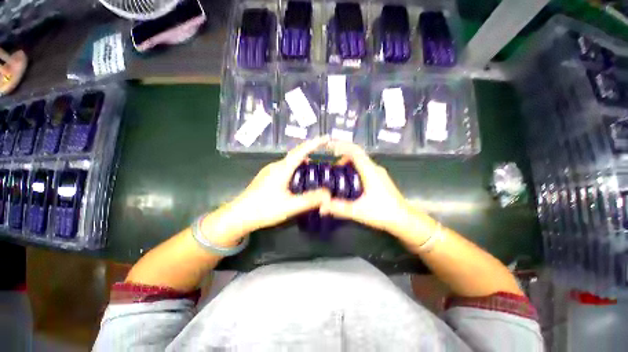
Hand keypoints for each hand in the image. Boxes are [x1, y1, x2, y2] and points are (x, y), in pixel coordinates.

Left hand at [202, 137, 331, 245]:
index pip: (301, 151)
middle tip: (323, 154)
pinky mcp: (266, 177)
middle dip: (310, 151)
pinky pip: (285, 167)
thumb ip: (309, 200)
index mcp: (282, 168)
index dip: (315, 143)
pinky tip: (298, 178)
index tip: (326, 138)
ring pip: (290, 161)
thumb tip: (328, 194)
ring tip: (315, 167)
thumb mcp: (289, 206)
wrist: (238, 216)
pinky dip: (295, 168)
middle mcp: (275, 165)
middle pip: (295, 154)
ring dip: (302, 160)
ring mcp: (269, 171)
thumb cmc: (263, 209)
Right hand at [319, 141, 433, 242]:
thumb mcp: (358, 211)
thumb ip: (339, 208)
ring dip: (348, 164)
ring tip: (337, 175)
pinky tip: (349, 182)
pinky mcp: (380, 179)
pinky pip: (364, 168)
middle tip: (331, 169)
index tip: (329, 147)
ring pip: (361, 162)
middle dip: (342, 157)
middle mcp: (375, 168)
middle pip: (357, 155)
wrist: (405, 220)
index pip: (355, 151)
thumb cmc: (383, 213)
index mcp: (370, 171)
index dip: (341, 146)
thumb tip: (322, 207)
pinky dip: (354, 170)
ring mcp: (378, 173)